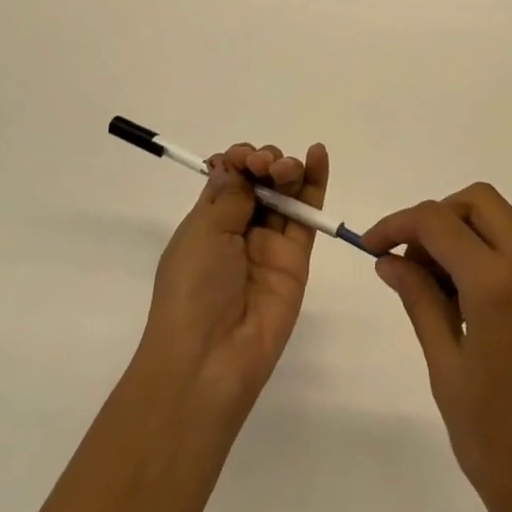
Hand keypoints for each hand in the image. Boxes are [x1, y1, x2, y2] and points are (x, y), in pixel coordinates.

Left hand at [139, 141, 330, 420]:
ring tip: (285, 168)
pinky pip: (307, 215)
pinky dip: (315, 182)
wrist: (211, 356)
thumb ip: (230, 195)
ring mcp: (270, 242)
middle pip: (260, 181)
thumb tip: (234, 164)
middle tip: (262, 167)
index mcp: (208, 221)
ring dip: (288, 168)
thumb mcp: (202, 233)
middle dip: (264, 162)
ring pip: (285, 192)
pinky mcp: (297, 257)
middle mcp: (240, 228)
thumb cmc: (192, 289)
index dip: (238, 160)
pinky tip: (318, 155)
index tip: (241, 158)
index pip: (229, 177)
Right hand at [366, 186, 511, 511]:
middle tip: (405, 260)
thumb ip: (419, 300)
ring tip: (429, 284)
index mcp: (499, 284)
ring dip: (460, 232)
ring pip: (499, 220)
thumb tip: (389, 259)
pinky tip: (461, 295)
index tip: (369, 246)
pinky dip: (484, 251)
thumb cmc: (499, 444)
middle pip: (477, 201)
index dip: (397, 224)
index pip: (438, 221)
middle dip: (435, 217)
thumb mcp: (446, 369)